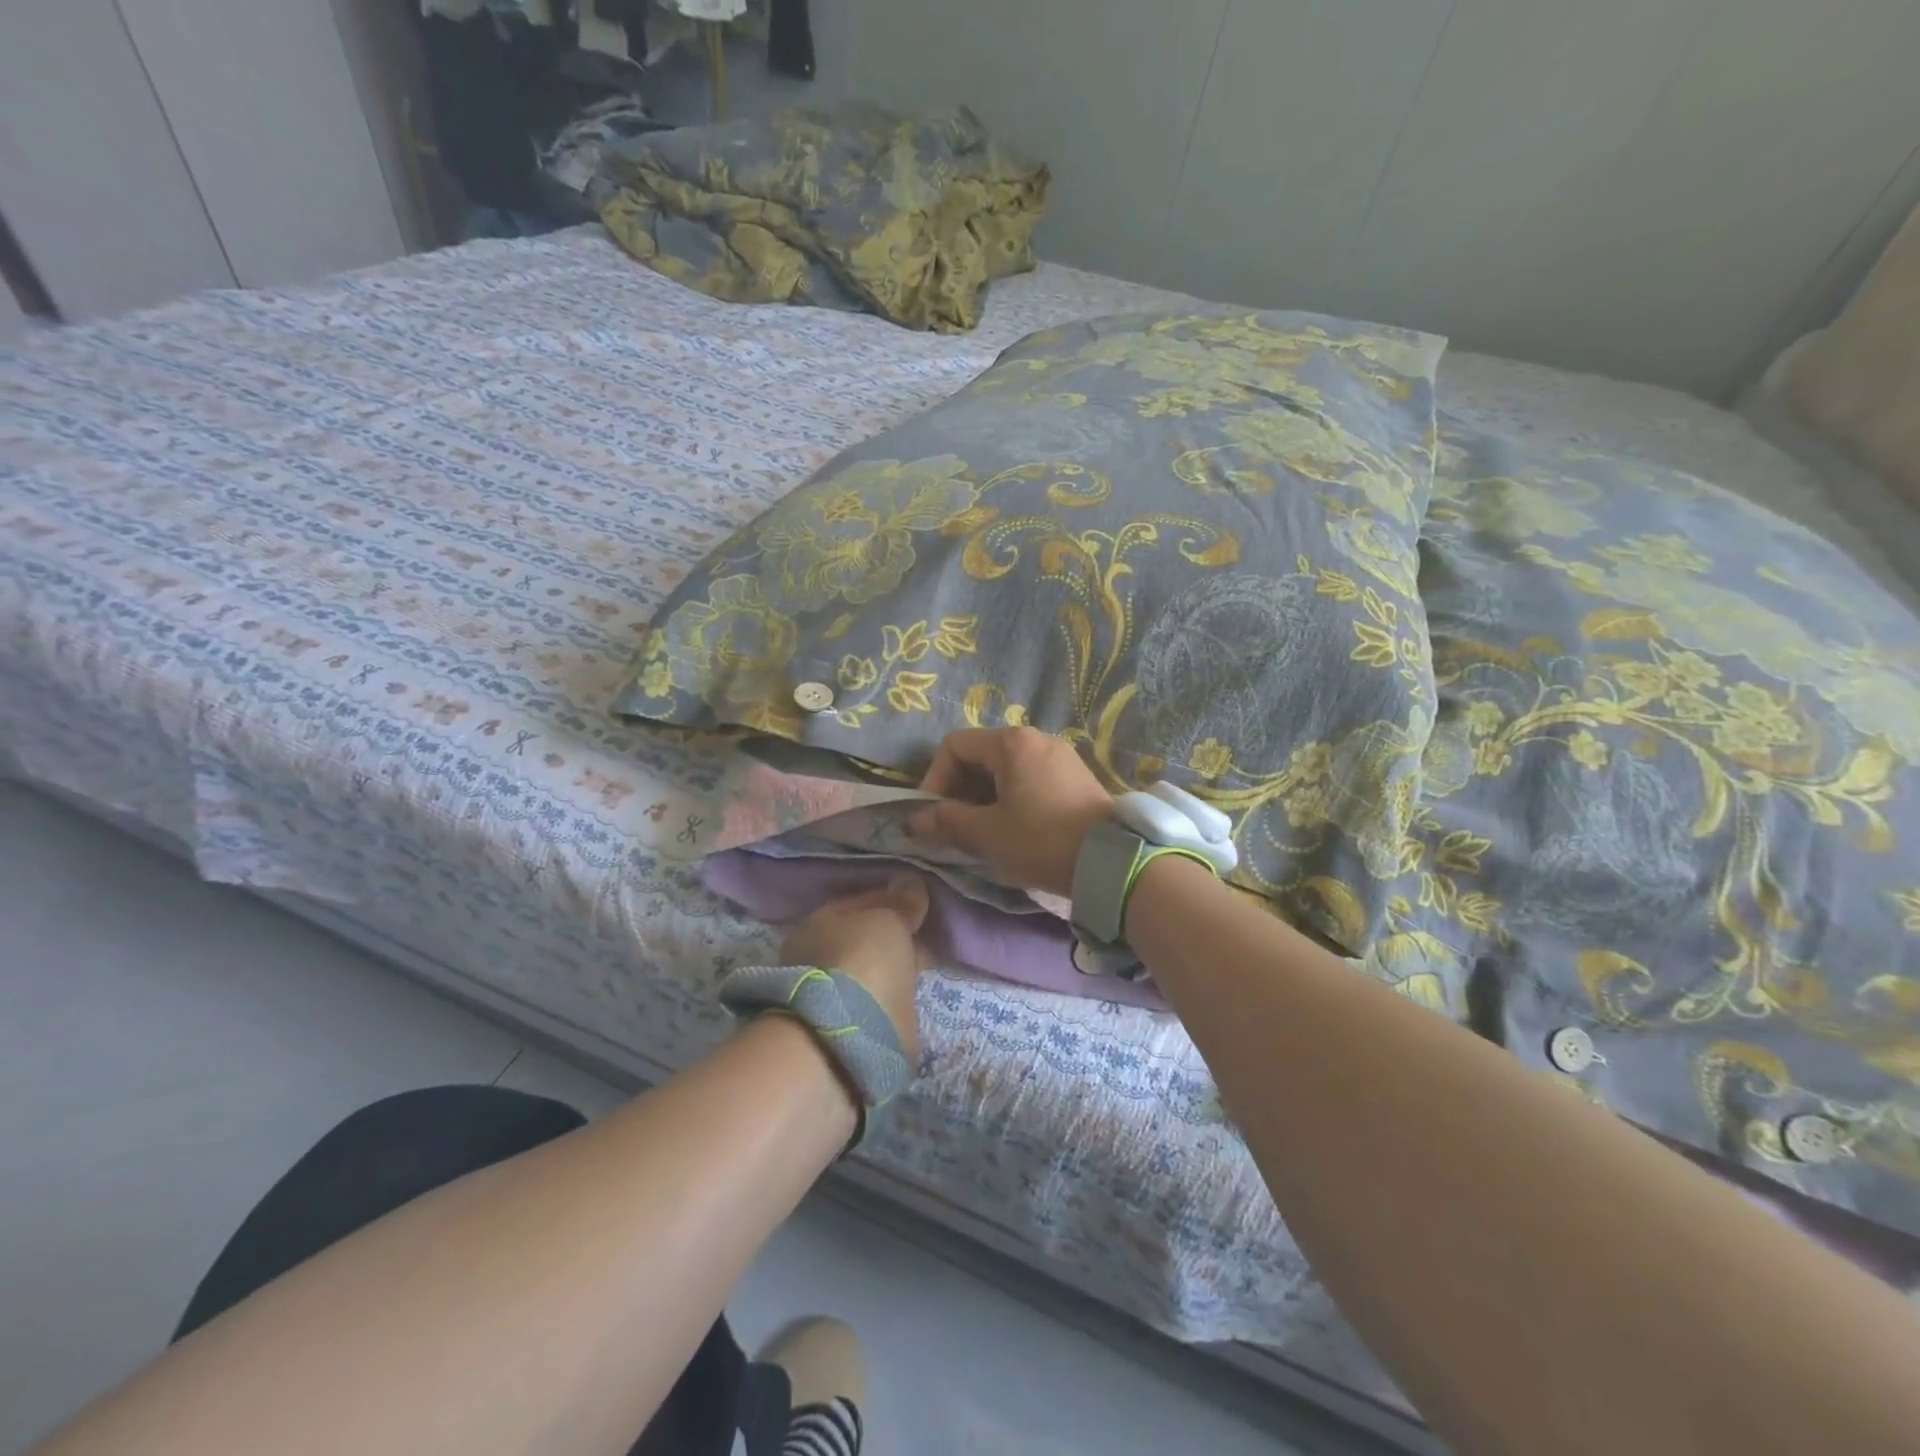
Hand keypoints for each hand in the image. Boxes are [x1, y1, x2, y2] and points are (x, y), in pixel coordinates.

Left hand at [779, 875, 930, 1062]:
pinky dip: (895, 996)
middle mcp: (820, 957)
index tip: (922, 902)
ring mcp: (833, 995)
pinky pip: (880, 1000)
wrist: (848, 1037)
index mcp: (820, 924)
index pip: (862, 902)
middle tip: (928, 933)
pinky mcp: (851, 1028)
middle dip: (895, 935)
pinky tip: (915, 993)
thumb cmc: (861, 961)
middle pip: (866, 938)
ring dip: (895, 967)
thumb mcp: (888, 921)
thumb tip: (911, 883)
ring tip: (926, 964)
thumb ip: (901, 904)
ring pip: (873, 971)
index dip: (893, 900)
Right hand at [910, 727, 1114, 897]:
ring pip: (1005, 768)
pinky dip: (1010, 796)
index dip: (934, 778)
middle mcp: (1036, 738)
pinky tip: (1013, 827)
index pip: (954, 746)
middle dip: (958, 789)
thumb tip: (914, 820)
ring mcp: (1059, 755)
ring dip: (983, 796)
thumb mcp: (987, 833)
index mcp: (1011, 743)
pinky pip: (1029, 777)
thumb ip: (946, 821)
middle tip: (954, 826)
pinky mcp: (1074, 775)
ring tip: (981, 831)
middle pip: (980, 754)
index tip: (934, 814)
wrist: (1111, 861)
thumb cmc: (1041, 840)